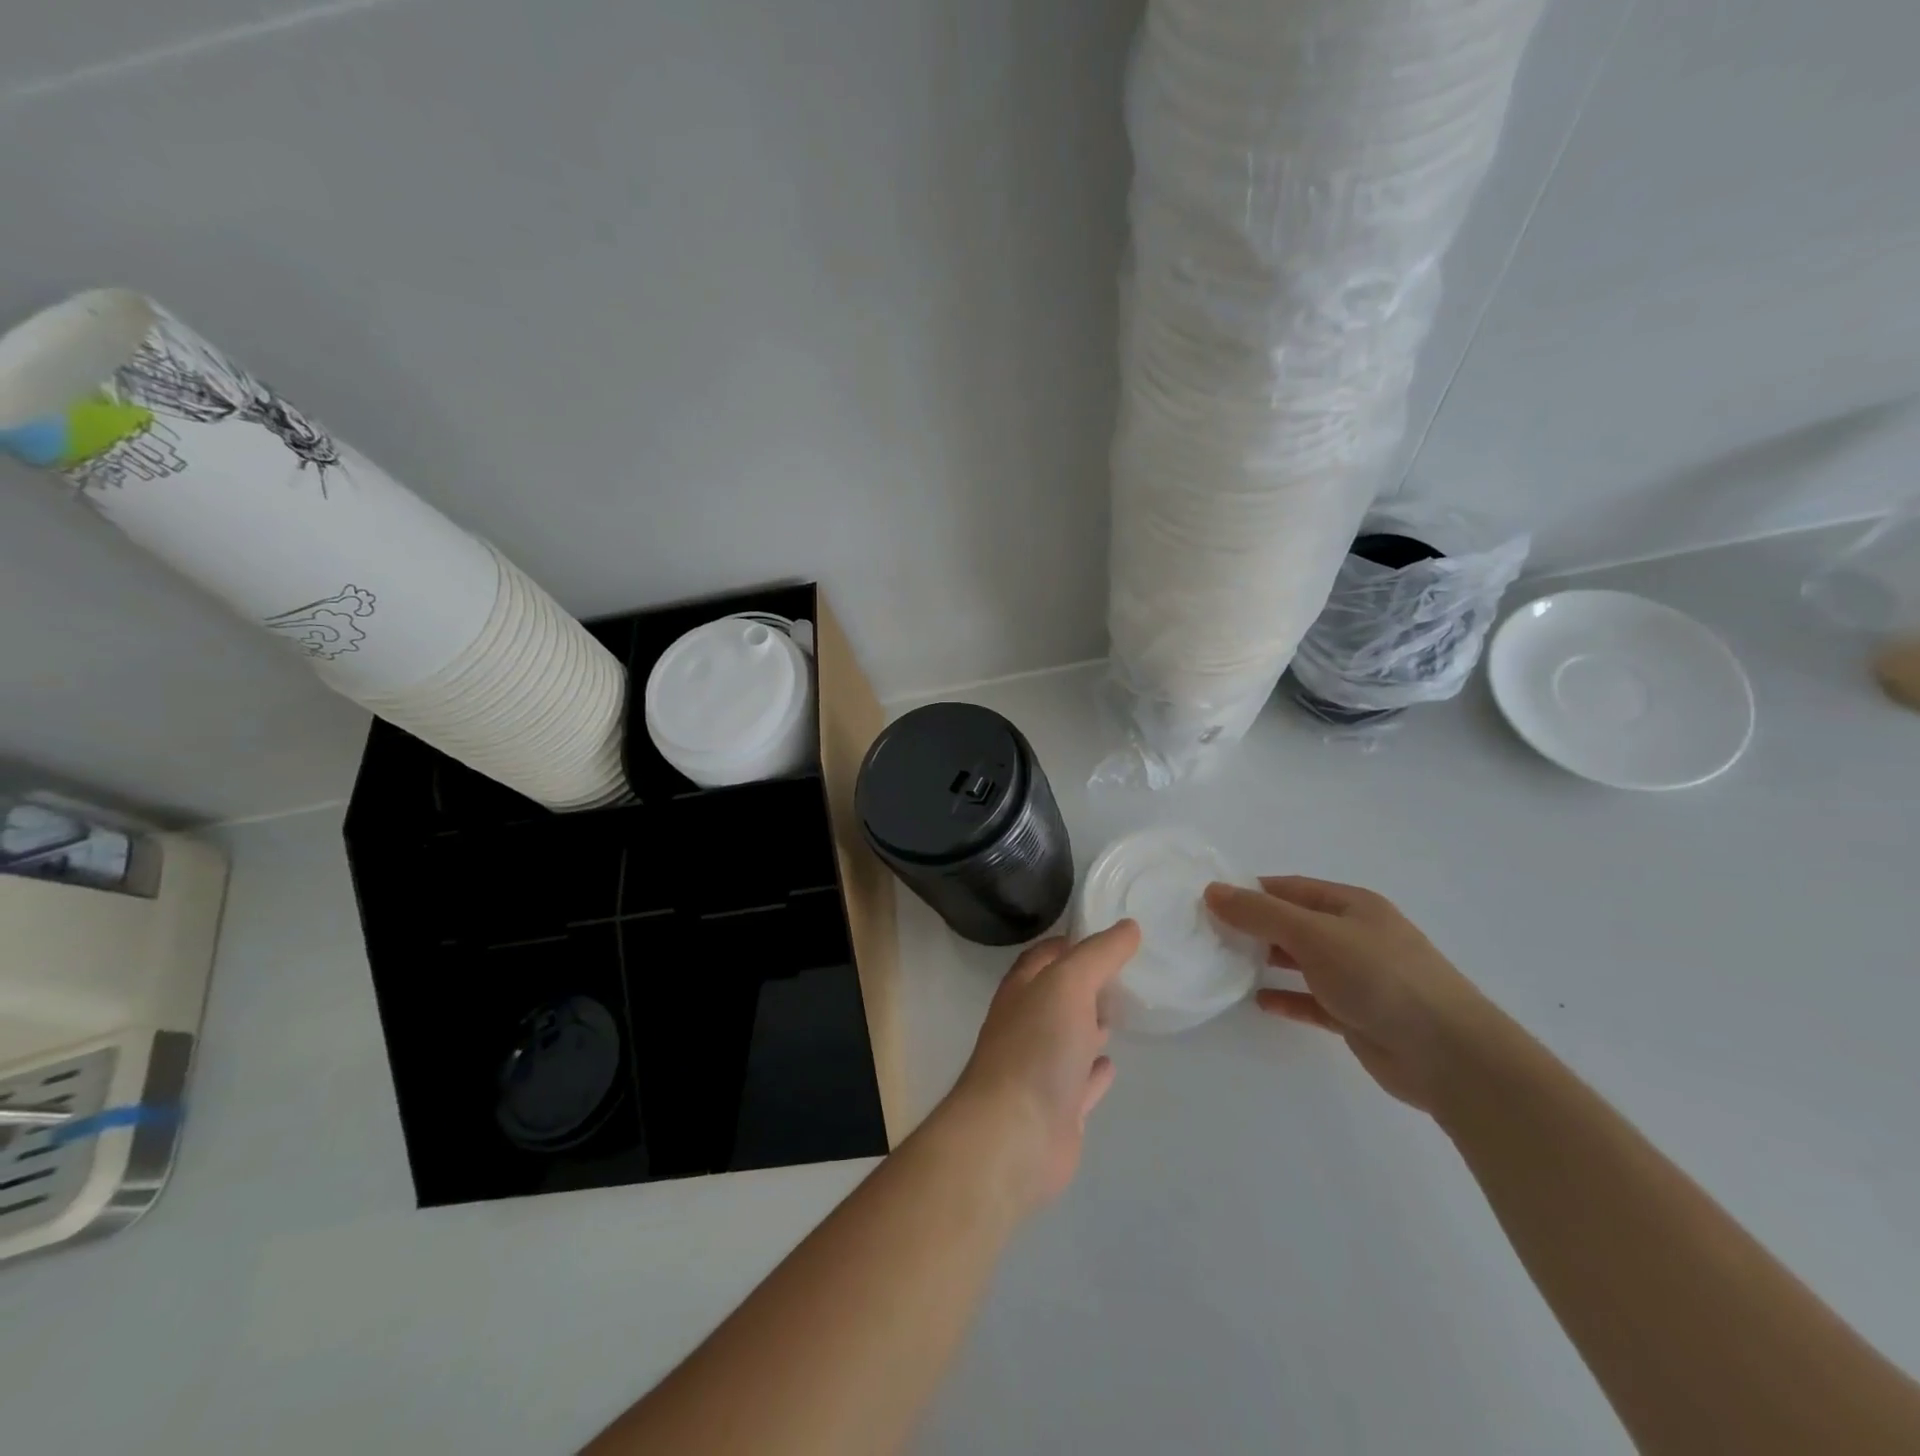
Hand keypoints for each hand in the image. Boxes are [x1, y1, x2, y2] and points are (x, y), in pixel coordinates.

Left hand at [943, 921, 1140, 1212]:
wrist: (1015, 1135)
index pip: (1044, 956)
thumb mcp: (1069, 984)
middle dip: (1085, 984)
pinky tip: (1113, 1065)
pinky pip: (1081, 1083)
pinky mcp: (1059, 1109)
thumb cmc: (1037, 1047)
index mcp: (1022, 991)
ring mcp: (1041, 1069)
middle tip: (1124, 973)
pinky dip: (1096, 1072)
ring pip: (1069, 1038)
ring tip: (1122, 1011)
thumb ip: (1099, 954)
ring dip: (1090, 1026)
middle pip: (1057, 996)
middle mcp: (1027, 1025)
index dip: (1070, 943)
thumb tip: (1129, 926)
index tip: (1107, 935)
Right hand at [1204, 877, 1497, 1113]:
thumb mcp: (1314, 935)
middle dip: (1255, 926)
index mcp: (1351, 906)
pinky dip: (1286, 998)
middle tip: (1209, 934)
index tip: (1209, 901)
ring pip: (1302, 961)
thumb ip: (1261, 914)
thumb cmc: (1380, 978)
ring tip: (1226, 964)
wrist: (1449, 1055)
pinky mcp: (1357, 1015)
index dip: (1250, 891)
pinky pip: (1312, 1000)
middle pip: (1294, 923)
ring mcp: (1358, 977)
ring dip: (1267, 961)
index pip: (1290, 888)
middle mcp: (1355, 935)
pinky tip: (1259, 1001)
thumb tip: (1212, 890)